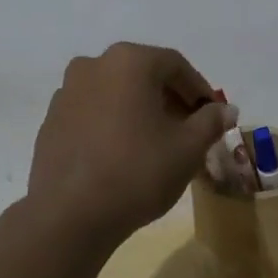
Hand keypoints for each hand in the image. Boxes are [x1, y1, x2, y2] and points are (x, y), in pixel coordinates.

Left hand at [26, 43, 236, 247]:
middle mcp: (94, 64)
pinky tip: (122, 153)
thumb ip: (210, 122)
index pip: (175, 65)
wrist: (69, 215)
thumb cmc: (137, 172)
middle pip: (143, 74)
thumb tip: (226, 109)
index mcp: (129, 61)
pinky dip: (112, 122)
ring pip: (116, 92)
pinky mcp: (51, 120)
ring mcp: (67, 91)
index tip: (213, 115)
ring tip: (156, 143)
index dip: (198, 89)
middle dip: (170, 98)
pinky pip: (92, 111)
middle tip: (189, 129)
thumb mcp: (187, 148)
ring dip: (140, 109)